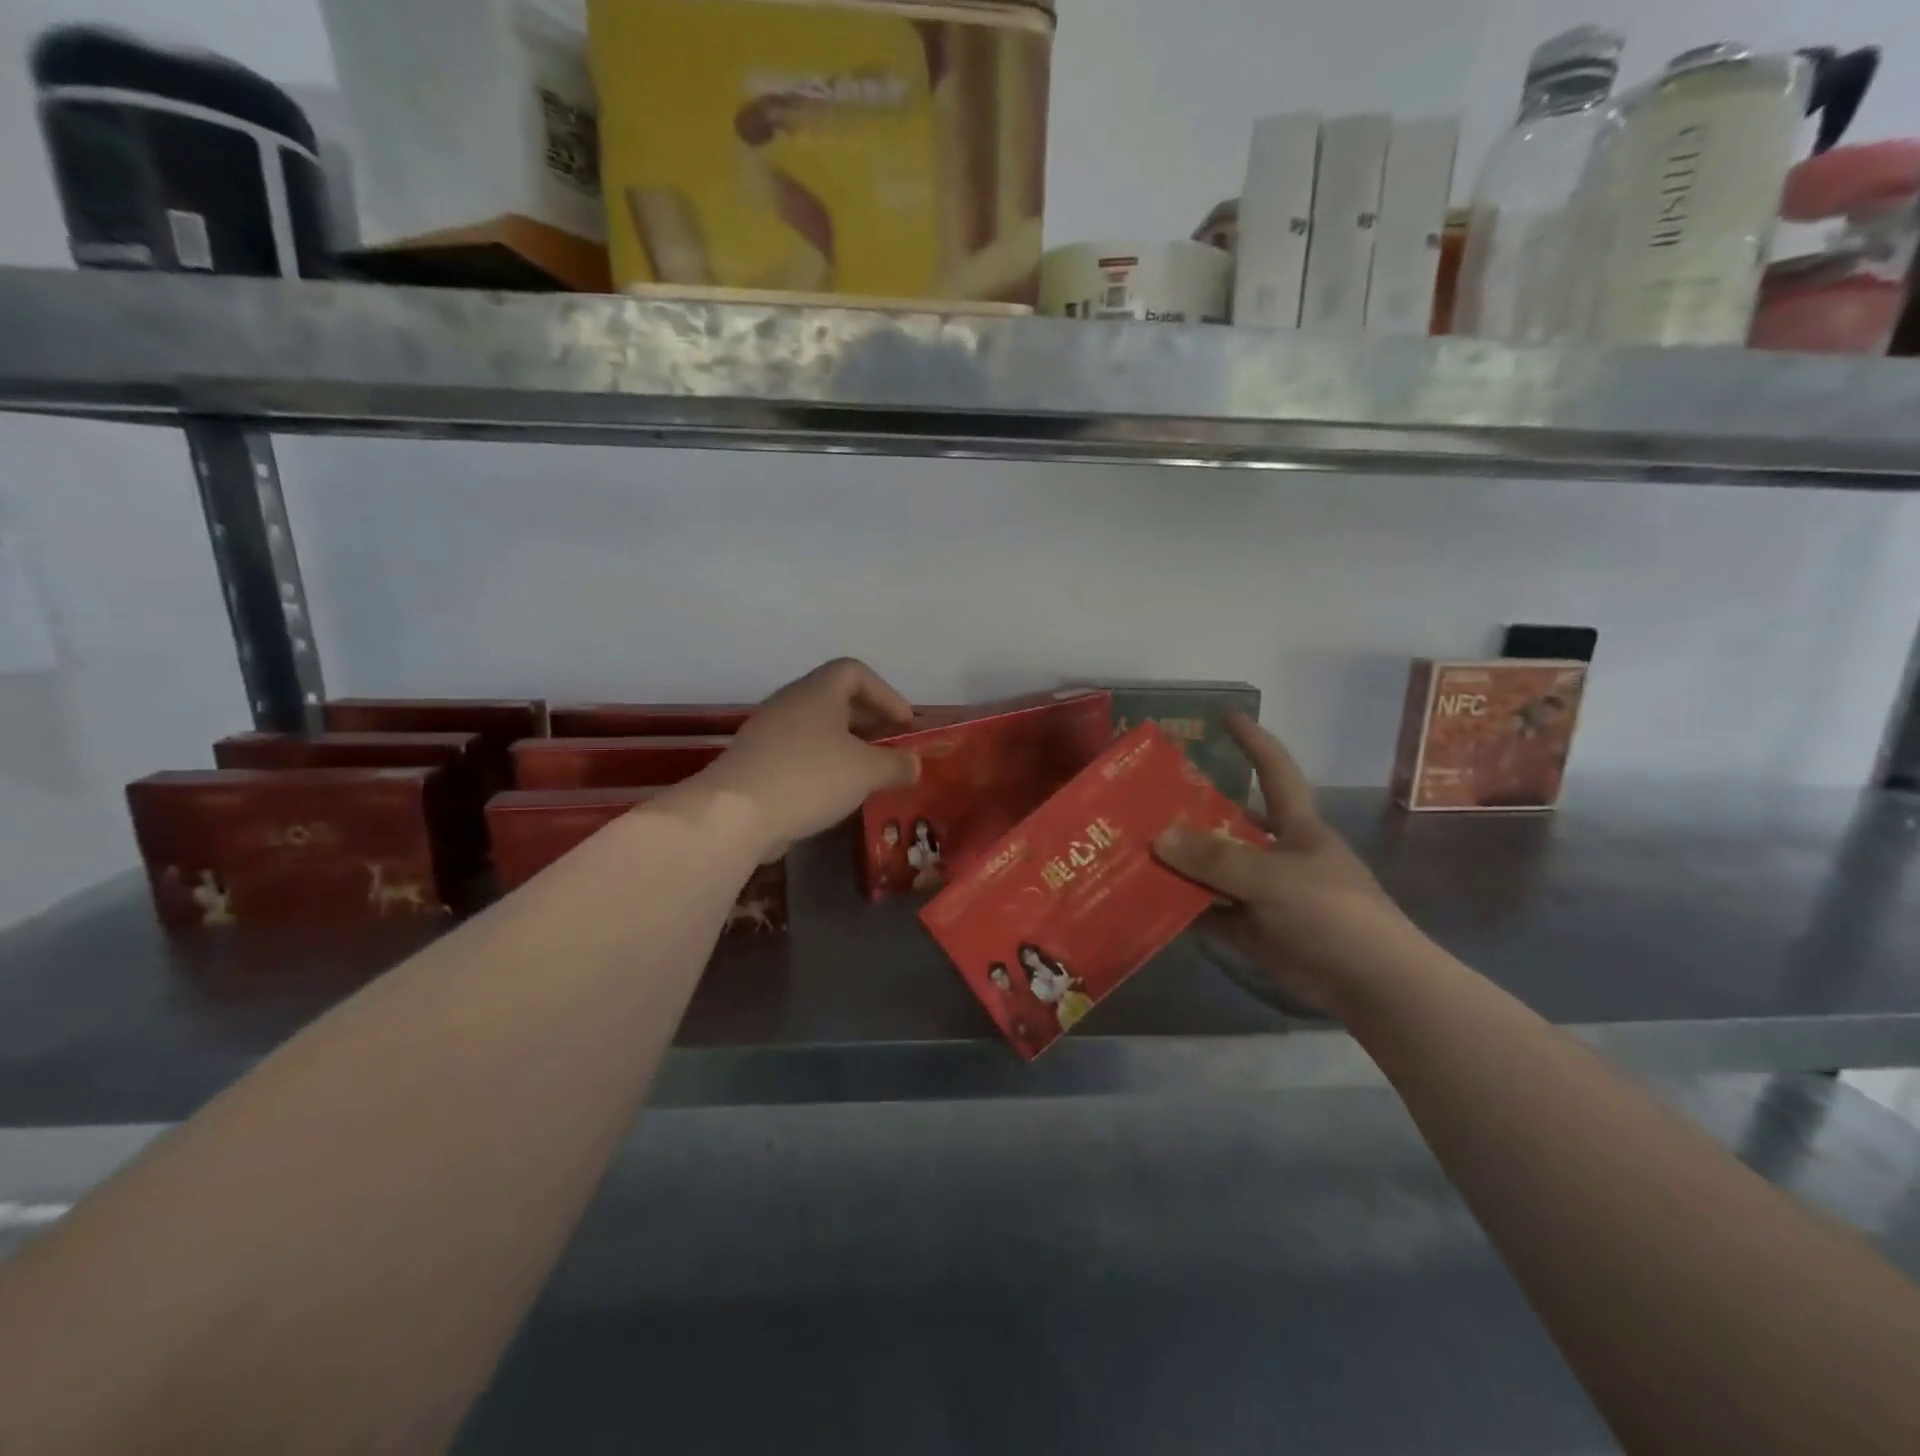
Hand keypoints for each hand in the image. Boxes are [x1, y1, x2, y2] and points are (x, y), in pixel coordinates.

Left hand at [696, 659, 918, 857]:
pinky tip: (834, 794)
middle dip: (869, 721)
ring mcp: (768, 732)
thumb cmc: (810, 778)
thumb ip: (896, 764)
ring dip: (845, 746)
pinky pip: (798, 753)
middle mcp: (790, 702)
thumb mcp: (866, 772)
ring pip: (816, 728)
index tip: (904, 724)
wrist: (735, 814)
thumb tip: (913, 764)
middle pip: (835, 699)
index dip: (886, 694)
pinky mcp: (755, 762)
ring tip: (867, 774)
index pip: (855, 672)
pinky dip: (822, 765)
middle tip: (890, 748)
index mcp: (818, 691)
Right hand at [1152, 714, 1423, 1014]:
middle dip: (1191, 812)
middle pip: (1229, 824)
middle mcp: (1278, 854)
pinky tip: (1145, 901)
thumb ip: (1215, 857)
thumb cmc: (1333, 913)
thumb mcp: (1272, 877)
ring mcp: (1264, 895)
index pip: (1274, 771)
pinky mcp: (1254, 932)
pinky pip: (1210, 914)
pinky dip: (1182, 909)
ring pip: (1213, 872)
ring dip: (1179, 865)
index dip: (1253, 741)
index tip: (1225, 714)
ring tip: (1131, 850)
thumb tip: (1158, 836)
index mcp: (1297, 827)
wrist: (1374, 986)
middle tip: (1143, 801)